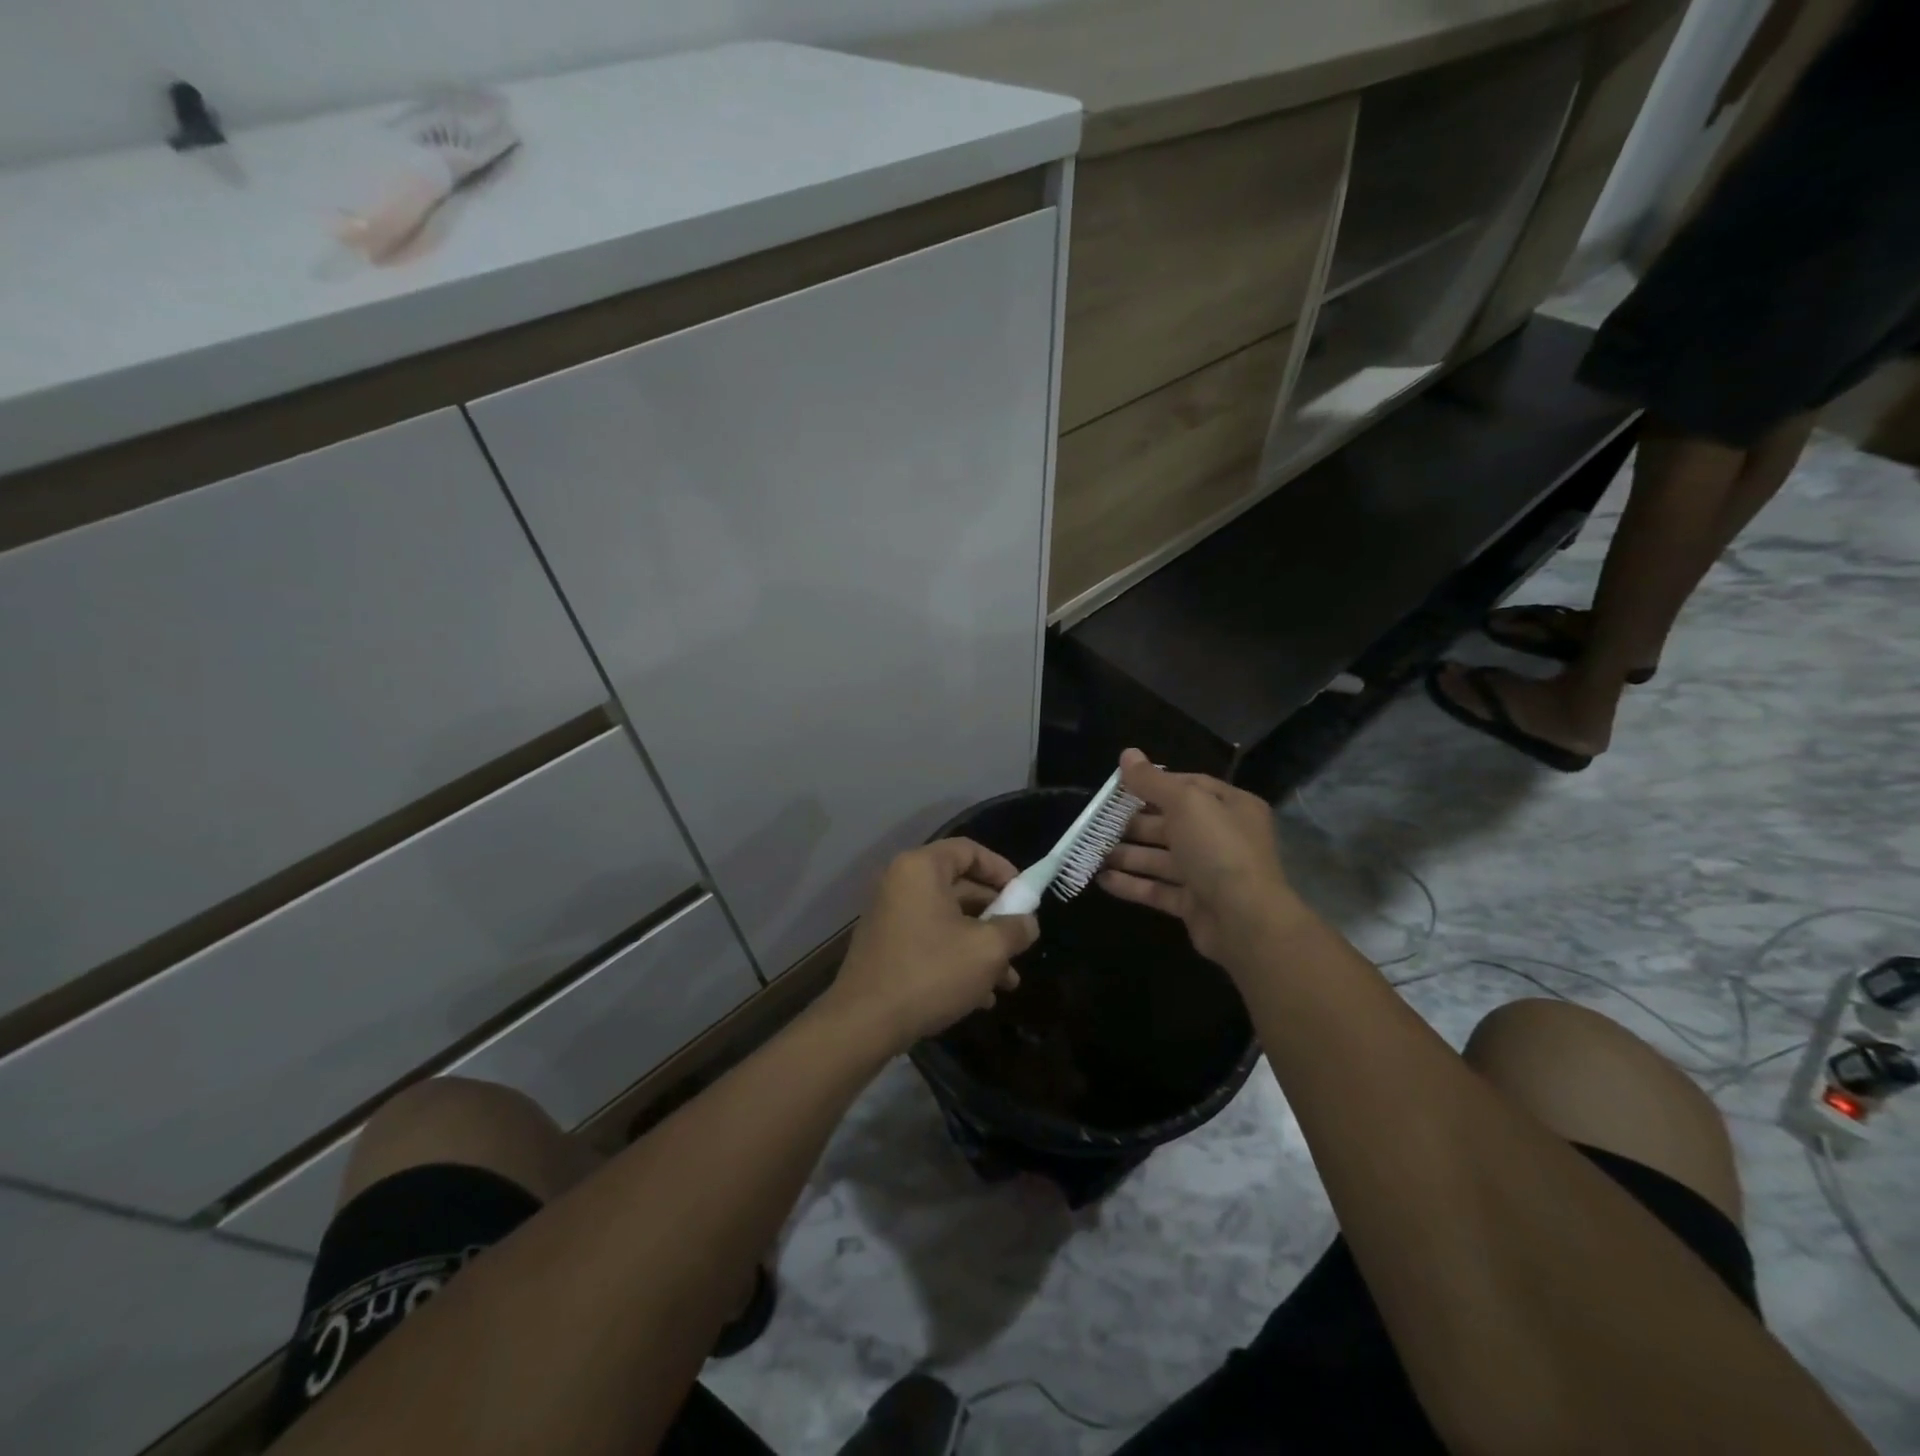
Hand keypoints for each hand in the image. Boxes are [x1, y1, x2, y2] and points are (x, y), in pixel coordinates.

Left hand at [826, 839, 1039, 1051]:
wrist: (864, 1023)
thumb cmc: (931, 972)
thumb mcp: (987, 950)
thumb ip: (1015, 928)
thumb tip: (1027, 923)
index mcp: (921, 869)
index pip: (969, 850)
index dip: (1002, 869)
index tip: (1025, 896)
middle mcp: (901, 884)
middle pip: (960, 887)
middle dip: (996, 918)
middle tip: (1020, 942)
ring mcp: (891, 917)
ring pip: (948, 921)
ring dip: (981, 946)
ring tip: (1009, 981)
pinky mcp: (886, 948)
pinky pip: (930, 941)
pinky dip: (957, 959)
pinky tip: (981, 997)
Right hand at [1097, 749, 1302, 967]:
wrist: (1246, 922)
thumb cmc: (1219, 849)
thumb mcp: (1185, 803)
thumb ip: (1153, 781)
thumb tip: (1127, 753)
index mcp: (1230, 806)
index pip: (1189, 786)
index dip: (1154, 783)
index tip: (1118, 786)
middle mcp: (1221, 837)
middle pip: (1170, 823)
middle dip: (1133, 823)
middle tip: (1096, 821)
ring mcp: (1207, 872)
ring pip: (1160, 858)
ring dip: (1126, 854)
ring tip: (1091, 850)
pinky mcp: (1193, 904)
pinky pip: (1158, 889)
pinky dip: (1131, 884)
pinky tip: (1101, 879)